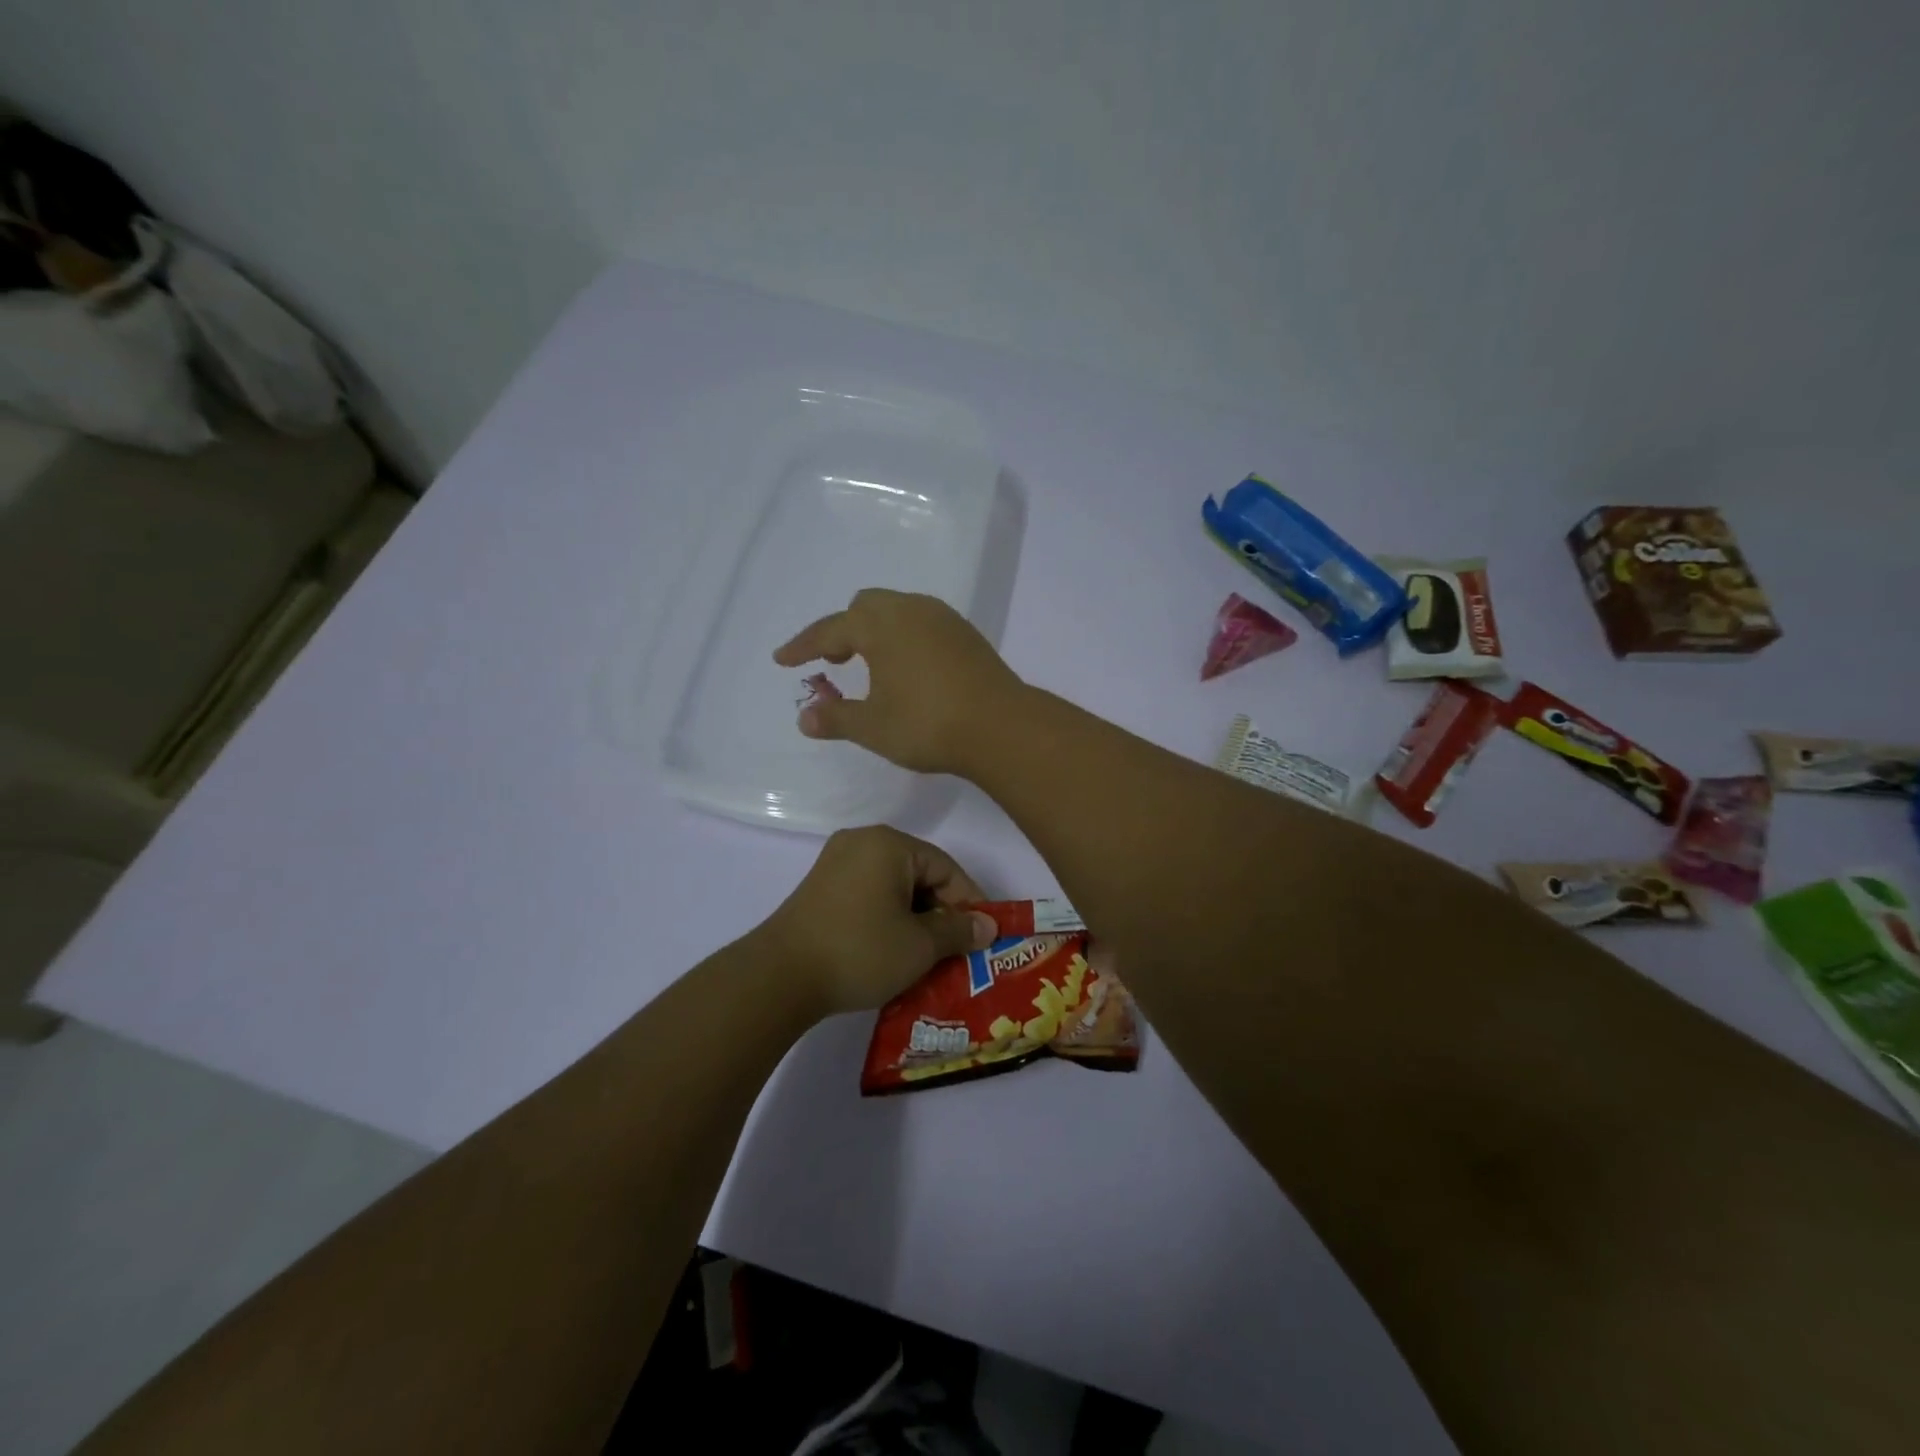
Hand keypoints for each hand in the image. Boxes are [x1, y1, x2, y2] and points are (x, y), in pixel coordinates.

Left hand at [761, 825, 999, 1015]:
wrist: (779, 976)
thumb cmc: (860, 951)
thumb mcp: (919, 945)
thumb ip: (958, 930)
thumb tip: (988, 926)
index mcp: (889, 844)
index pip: (946, 867)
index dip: (969, 902)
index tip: (982, 936)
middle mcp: (862, 842)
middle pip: (919, 873)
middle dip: (941, 912)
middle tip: (957, 949)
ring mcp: (836, 863)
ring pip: (894, 886)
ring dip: (915, 918)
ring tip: (928, 955)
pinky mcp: (821, 887)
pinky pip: (869, 894)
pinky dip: (888, 917)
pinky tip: (894, 949)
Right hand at [772, 589, 1023, 775]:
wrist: (1001, 727)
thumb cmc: (928, 724)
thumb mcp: (873, 727)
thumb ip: (835, 718)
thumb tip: (805, 717)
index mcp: (881, 625)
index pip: (830, 629)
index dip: (803, 646)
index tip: (782, 660)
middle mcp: (911, 610)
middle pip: (865, 606)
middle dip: (842, 630)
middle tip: (833, 661)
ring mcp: (944, 619)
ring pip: (898, 609)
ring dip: (875, 630)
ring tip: (870, 664)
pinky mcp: (967, 634)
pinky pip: (922, 622)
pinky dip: (903, 636)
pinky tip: (908, 667)